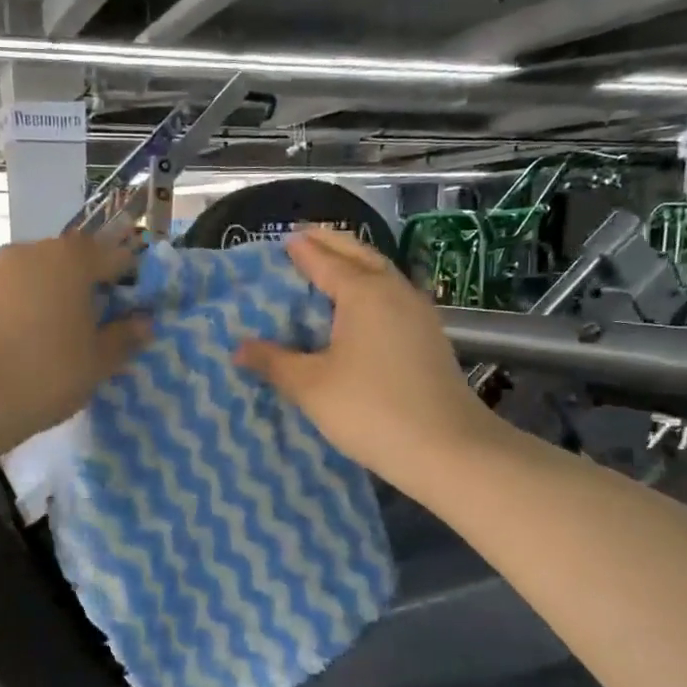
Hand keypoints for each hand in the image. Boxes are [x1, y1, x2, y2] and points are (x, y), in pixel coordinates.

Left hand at [0, 233, 149, 453]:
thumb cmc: (43, 373)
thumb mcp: (96, 362)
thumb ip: (124, 337)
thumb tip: (144, 322)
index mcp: (71, 257)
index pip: (117, 256)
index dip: (133, 282)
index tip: (137, 313)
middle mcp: (33, 250)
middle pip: (76, 261)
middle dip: (93, 289)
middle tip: (102, 330)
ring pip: (42, 277)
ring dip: (58, 299)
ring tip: (65, 341)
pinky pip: (15, 293)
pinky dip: (29, 310)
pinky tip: (30, 345)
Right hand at [235, 226, 503, 490]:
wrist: (448, 449)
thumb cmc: (371, 410)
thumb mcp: (311, 386)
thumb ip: (274, 362)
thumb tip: (239, 348)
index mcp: (364, 292)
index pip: (325, 260)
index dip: (302, 250)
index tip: (284, 240)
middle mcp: (394, 292)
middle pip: (359, 255)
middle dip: (331, 243)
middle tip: (305, 238)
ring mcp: (418, 313)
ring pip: (381, 274)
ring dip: (354, 264)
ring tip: (329, 267)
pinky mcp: (428, 337)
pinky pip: (392, 297)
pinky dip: (369, 289)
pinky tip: (360, 309)